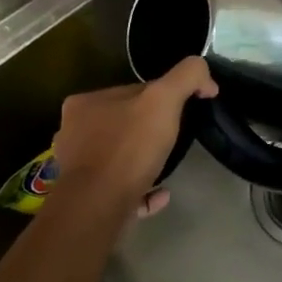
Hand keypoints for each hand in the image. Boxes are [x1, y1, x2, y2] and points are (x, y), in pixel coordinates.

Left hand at [50, 56, 217, 217]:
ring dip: (145, 161)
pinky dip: (142, 189)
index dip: (161, 100)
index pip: (131, 93)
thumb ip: (187, 76)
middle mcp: (74, 133)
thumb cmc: (129, 147)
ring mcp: (78, 168)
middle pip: (124, 125)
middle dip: (149, 132)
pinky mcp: (86, 198)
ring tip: (169, 166)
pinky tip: (162, 193)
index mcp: (85, 104)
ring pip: (120, 158)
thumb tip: (206, 81)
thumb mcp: (164, 99)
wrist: (100, 205)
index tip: (182, 113)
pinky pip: (121, 189)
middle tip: (176, 140)